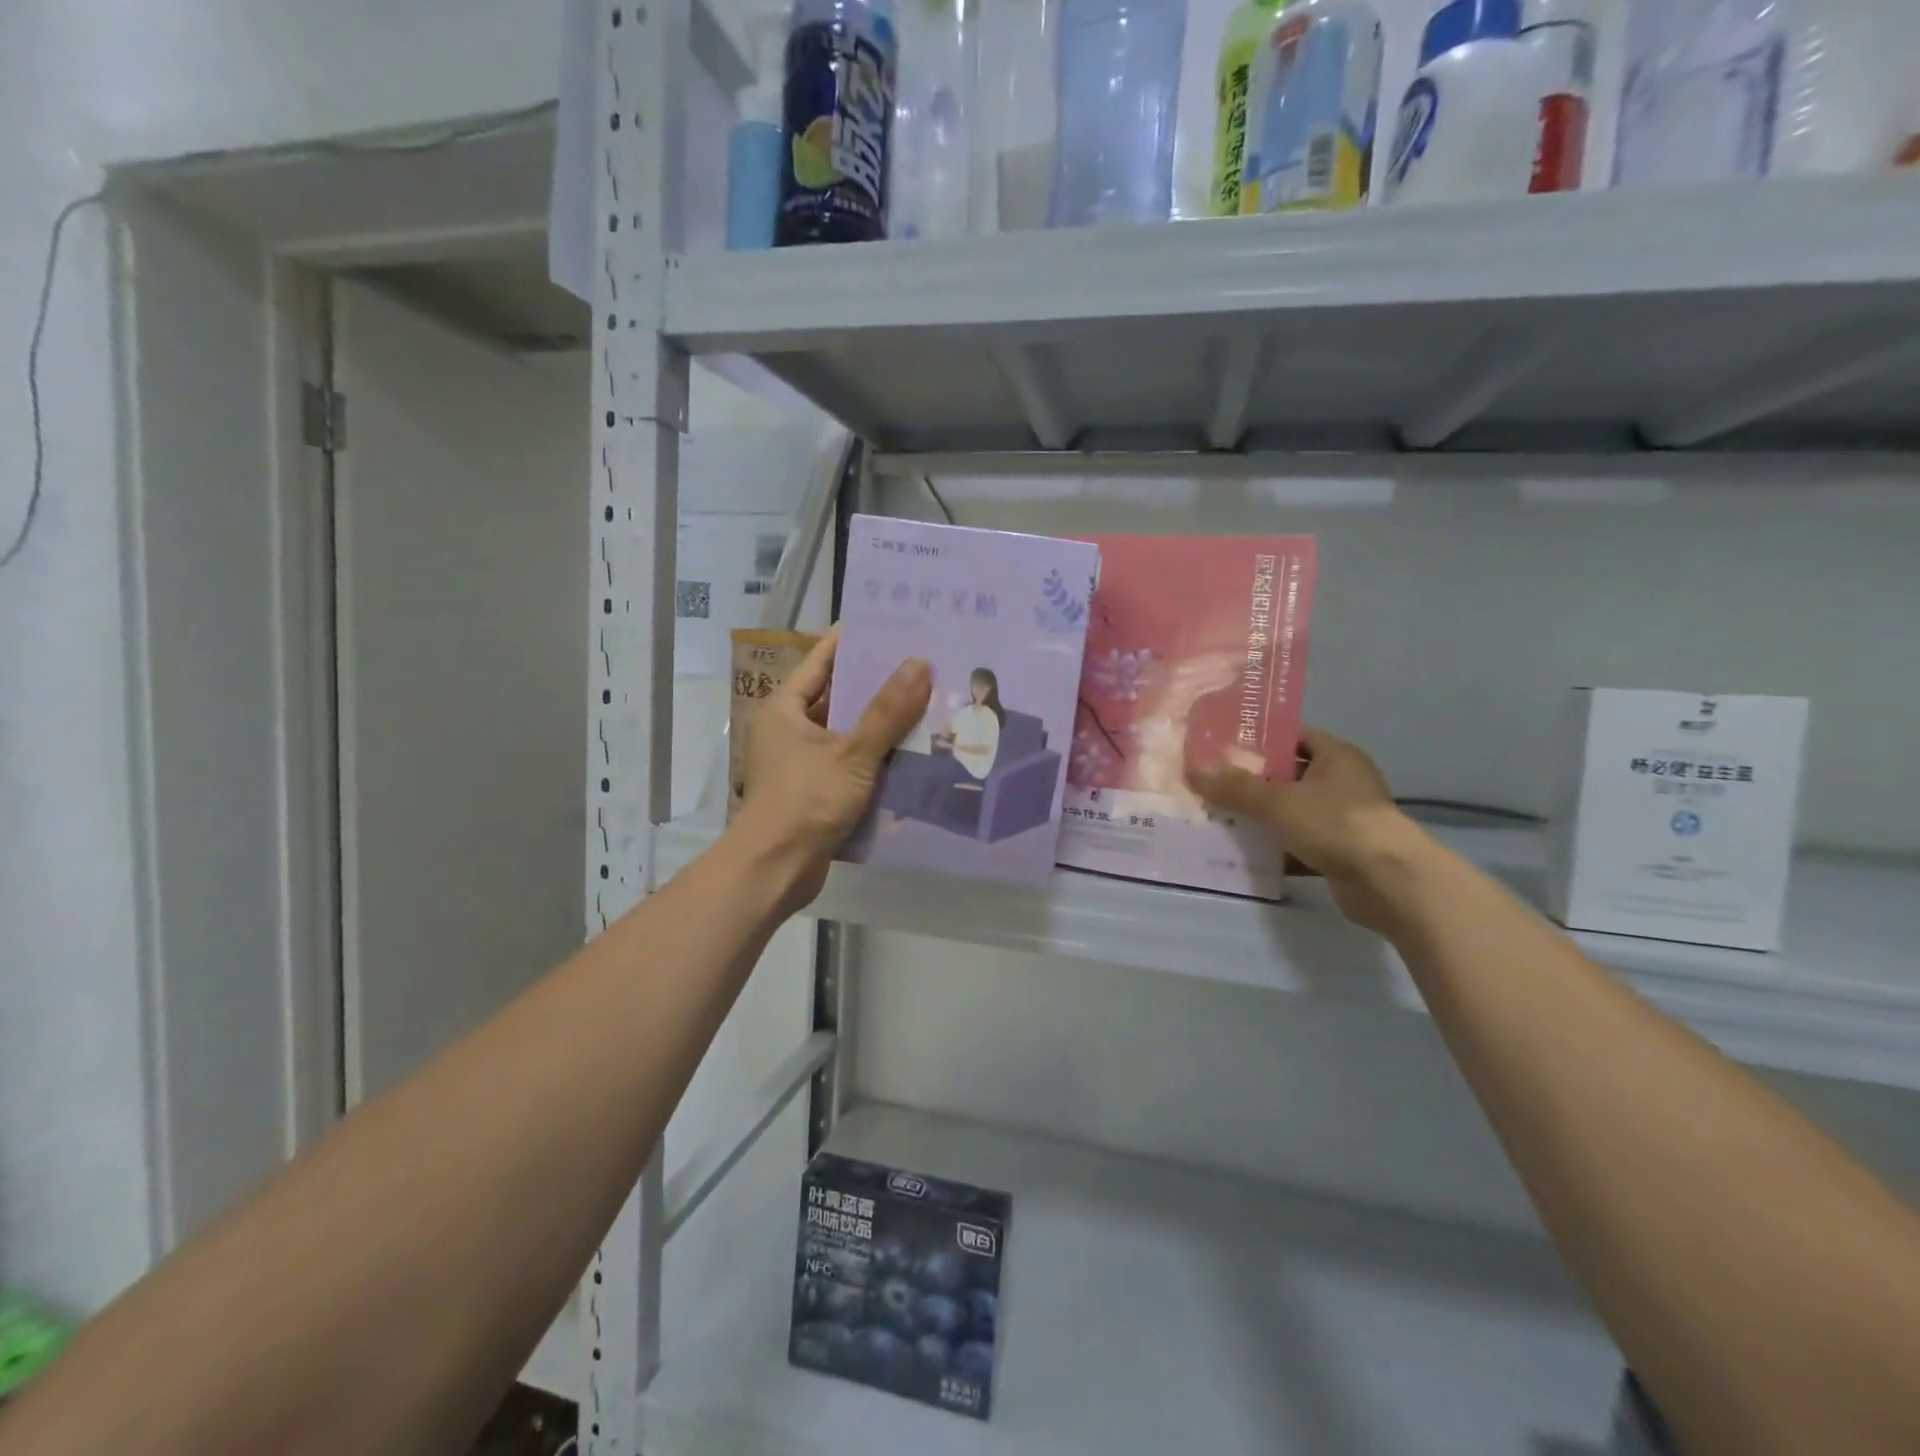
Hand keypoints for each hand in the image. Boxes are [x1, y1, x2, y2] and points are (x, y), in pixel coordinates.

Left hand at [731, 628, 931, 911]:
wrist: (775, 870)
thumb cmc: (805, 801)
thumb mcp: (852, 753)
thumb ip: (887, 712)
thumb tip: (919, 663)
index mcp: (786, 709)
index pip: (821, 660)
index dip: (853, 641)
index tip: (890, 625)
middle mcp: (790, 729)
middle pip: (838, 696)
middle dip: (878, 685)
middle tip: (922, 666)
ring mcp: (803, 762)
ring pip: (849, 732)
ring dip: (882, 724)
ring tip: (928, 704)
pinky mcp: (817, 791)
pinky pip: (852, 763)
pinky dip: (877, 758)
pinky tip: (914, 753)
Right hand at [1187, 729, 1428, 934]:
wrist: (1388, 882)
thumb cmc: (1336, 824)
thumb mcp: (1279, 801)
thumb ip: (1236, 787)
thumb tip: (1194, 769)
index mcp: (1336, 756)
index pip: (1292, 736)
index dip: (1258, 739)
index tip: (1221, 746)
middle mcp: (1342, 782)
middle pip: (1287, 775)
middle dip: (1250, 780)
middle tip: (1210, 782)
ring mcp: (1342, 819)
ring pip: (1291, 811)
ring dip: (1260, 816)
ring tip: (1217, 815)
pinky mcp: (1339, 851)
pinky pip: (1297, 842)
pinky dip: (1274, 847)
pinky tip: (1242, 851)